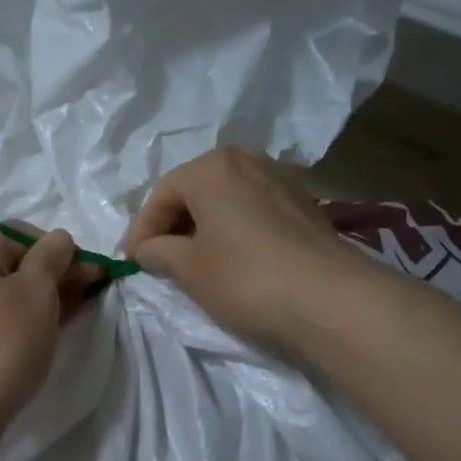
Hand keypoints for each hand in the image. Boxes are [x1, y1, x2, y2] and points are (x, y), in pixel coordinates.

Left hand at [0, 225, 102, 444]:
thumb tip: (58, 240)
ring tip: (71, 319)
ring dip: (38, 302)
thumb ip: (53, 257)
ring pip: (2, 295)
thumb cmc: (1, 343)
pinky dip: (17, 323)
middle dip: (53, 277)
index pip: (21, 234)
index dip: (60, 250)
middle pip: (11, 264)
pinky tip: (40, 338)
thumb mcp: (37, 292)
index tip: (91, 276)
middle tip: (89, 298)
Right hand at [124, 147, 358, 351]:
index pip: (161, 195)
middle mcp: (246, 160)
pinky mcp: (304, 205)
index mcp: (211, 166)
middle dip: (172, 224)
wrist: (330, 300)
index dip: (141, 231)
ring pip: (225, 200)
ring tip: (193, 261)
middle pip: (194, 191)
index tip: (131, 262)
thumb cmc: (245, 278)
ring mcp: (280, 179)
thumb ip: (156, 252)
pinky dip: (233, 230)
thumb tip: (148, 249)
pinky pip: (252, 211)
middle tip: (158, 259)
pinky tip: (232, 259)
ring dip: (203, 227)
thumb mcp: (186, 268)